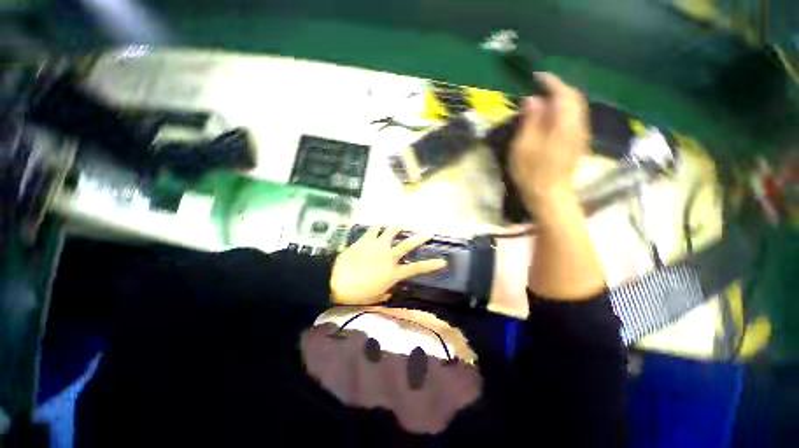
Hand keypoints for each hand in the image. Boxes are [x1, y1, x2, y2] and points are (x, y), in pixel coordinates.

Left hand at [330, 226, 446, 305]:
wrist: (336, 281)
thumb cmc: (357, 294)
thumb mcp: (375, 298)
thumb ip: (385, 294)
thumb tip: (389, 292)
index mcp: (393, 273)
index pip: (417, 268)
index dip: (431, 265)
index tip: (442, 261)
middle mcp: (389, 256)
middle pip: (408, 245)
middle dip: (420, 238)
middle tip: (428, 232)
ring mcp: (377, 246)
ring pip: (391, 232)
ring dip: (397, 227)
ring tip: (401, 224)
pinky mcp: (365, 240)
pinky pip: (373, 230)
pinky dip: (377, 227)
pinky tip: (378, 225)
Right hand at [509, 73, 590, 208]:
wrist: (550, 195)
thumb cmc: (532, 172)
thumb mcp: (524, 145)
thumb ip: (530, 120)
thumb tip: (533, 99)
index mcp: (564, 123)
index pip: (562, 93)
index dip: (551, 82)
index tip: (537, 76)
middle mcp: (578, 125)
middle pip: (574, 98)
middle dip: (558, 89)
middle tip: (540, 89)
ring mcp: (580, 135)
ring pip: (576, 109)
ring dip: (562, 101)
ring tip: (544, 103)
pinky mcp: (578, 144)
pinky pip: (574, 119)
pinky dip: (564, 112)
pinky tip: (552, 119)